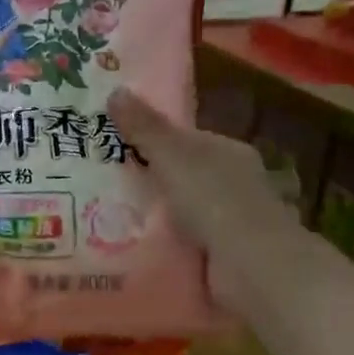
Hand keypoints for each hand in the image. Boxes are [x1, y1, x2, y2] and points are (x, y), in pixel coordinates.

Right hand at [109, 87, 300, 265]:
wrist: (250, 265)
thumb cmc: (213, 199)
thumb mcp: (172, 155)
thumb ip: (145, 127)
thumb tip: (116, 89)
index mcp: (229, 152)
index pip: (188, 140)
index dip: (154, 141)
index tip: (116, 148)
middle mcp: (235, 183)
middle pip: (185, 176)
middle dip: (152, 181)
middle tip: (103, 186)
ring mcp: (232, 222)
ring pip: (185, 213)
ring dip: (157, 217)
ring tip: (108, 219)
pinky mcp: (224, 256)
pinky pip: (186, 244)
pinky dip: (166, 245)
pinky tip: (135, 248)